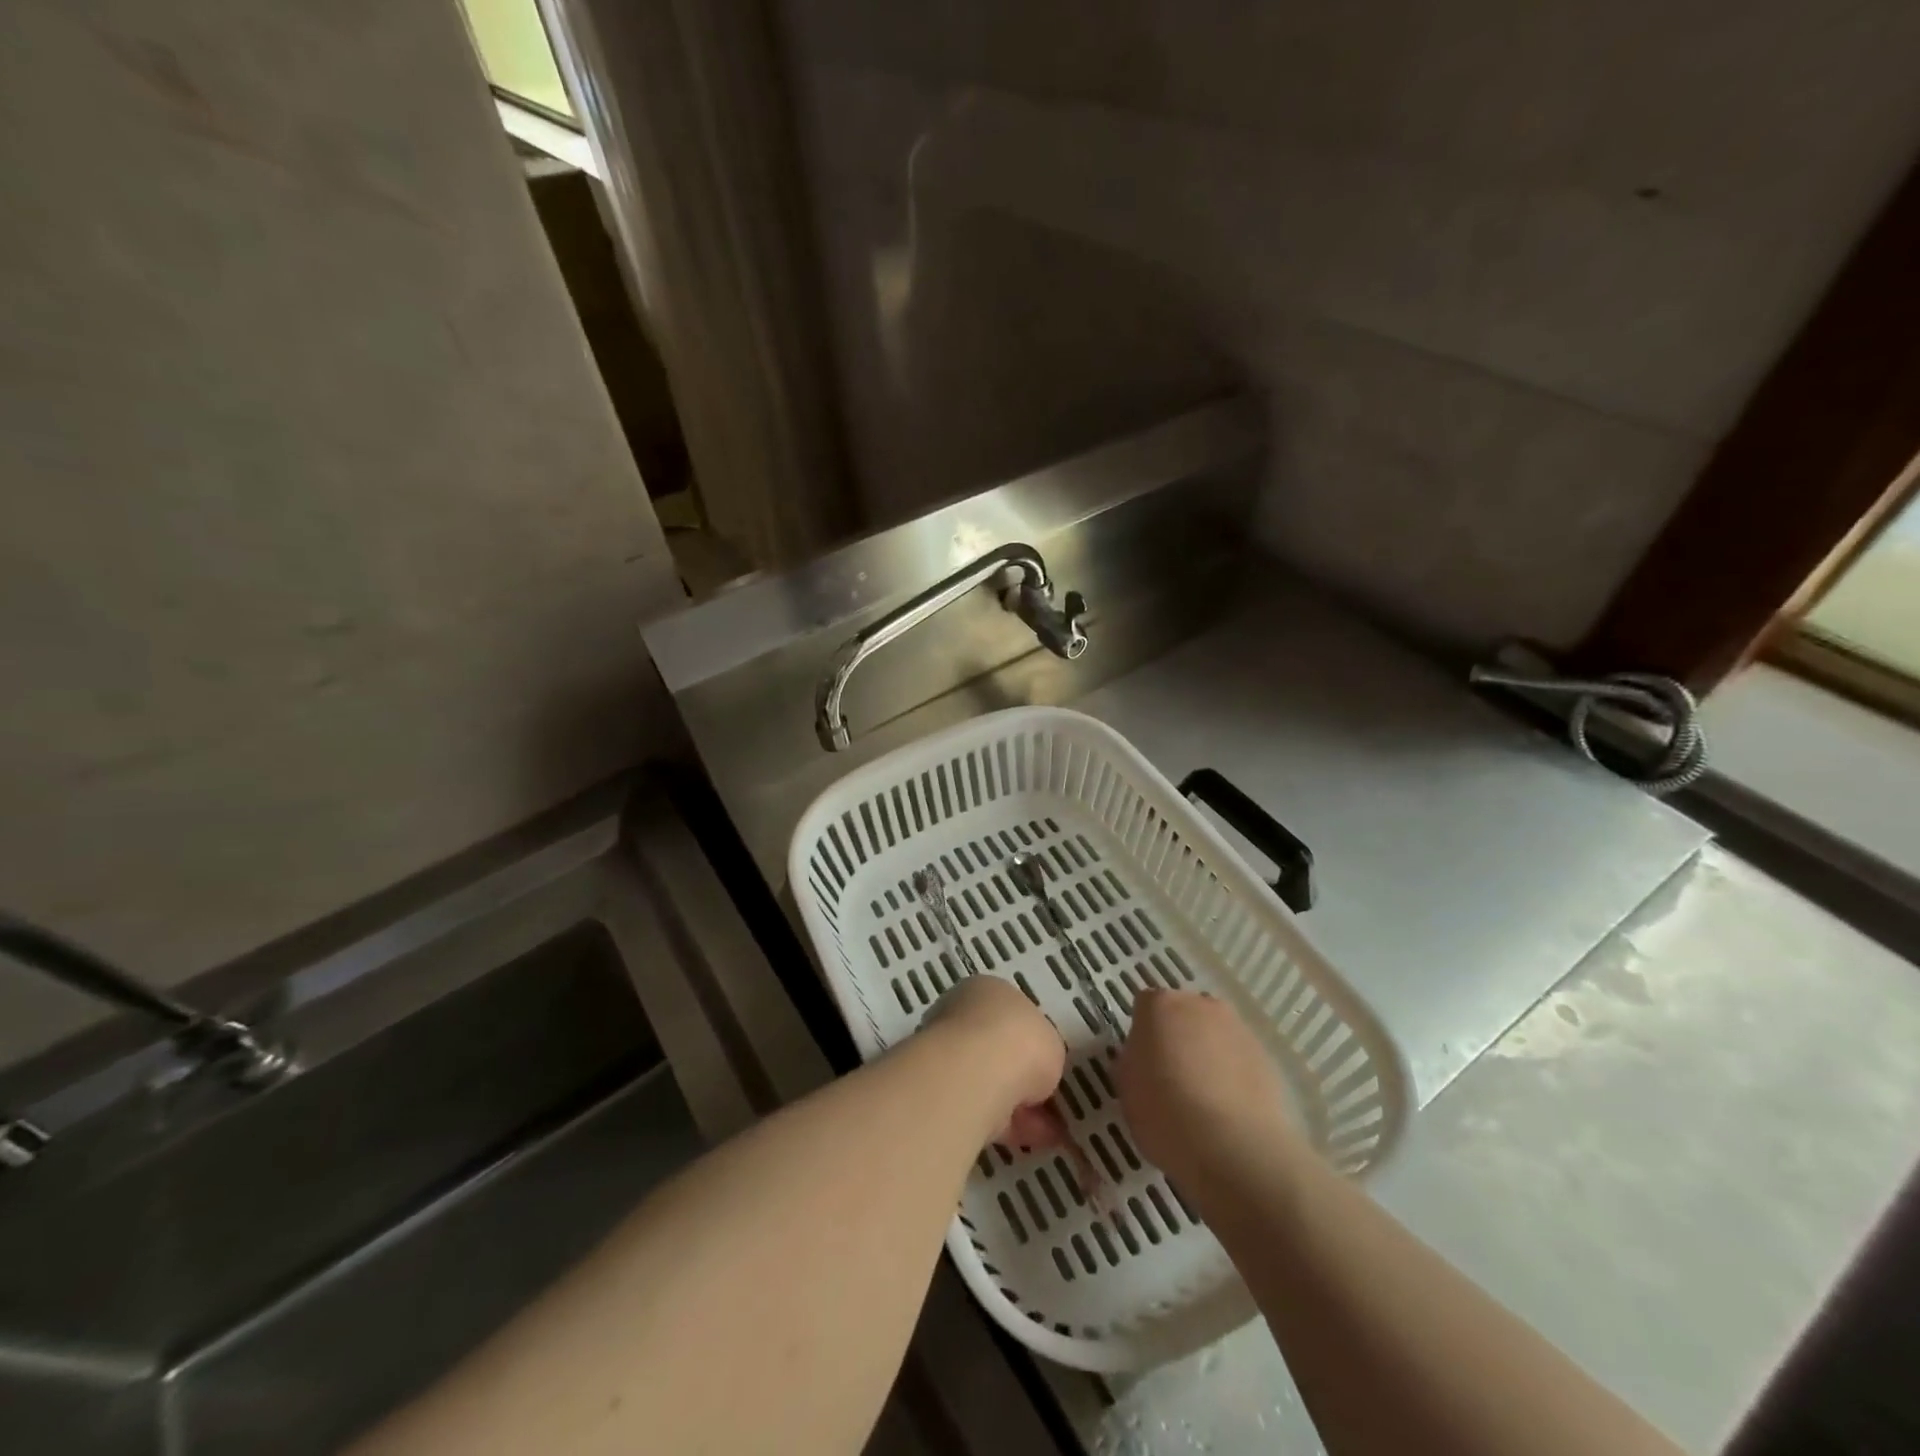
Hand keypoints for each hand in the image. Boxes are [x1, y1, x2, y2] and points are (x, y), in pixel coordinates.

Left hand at [923, 975, 1065, 1146]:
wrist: (976, 1074)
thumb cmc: (1019, 1041)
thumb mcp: (1051, 1041)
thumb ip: (1044, 1053)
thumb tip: (1037, 1073)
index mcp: (986, 990)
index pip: (1009, 1014)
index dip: (1030, 1041)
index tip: (1047, 1066)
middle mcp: (960, 1016)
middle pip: (995, 1048)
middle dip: (1021, 1076)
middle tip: (1048, 1103)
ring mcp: (946, 1054)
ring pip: (987, 1081)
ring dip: (1016, 1105)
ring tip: (1048, 1132)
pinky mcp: (940, 1093)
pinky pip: (981, 1109)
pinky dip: (1006, 1126)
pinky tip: (1031, 1142)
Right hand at [1116, 989, 1297, 1190]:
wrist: (1234, 1148)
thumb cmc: (1165, 1113)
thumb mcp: (1127, 1089)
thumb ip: (1132, 1062)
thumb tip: (1142, 1059)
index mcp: (1160, 1005)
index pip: (1144, 1006)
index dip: (1142, 1034)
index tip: (1141, 1063)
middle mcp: (1200, 1004)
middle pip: (1183, 1014)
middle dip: (1176, 1037)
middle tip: (1170, 1078)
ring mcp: (1237, 1028)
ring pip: (1214, 1035)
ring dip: (1207, 1055)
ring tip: (1203, 1100)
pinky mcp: (1266, 1057)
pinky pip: (1239, 1059)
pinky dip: (1233, 1076)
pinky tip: (1229, 1111)